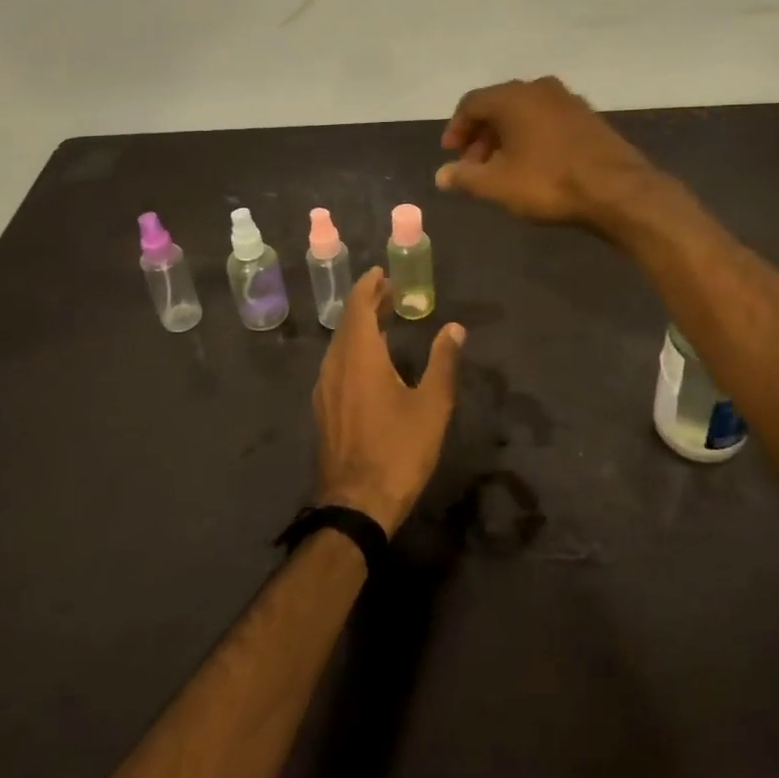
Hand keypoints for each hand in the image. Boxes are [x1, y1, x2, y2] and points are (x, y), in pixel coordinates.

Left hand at [312, 268, 462, 534]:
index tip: (382, 273)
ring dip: (360, 326)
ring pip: (340, 344)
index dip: (369, 286)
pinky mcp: (324, 409)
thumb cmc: (398, 451)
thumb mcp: (431, 406)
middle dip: (367, 303)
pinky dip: (353, 349)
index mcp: (359, 356)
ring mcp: (325, 388)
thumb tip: (454, 328)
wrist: (356, 504)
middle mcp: (335, 365)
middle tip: (390, 292)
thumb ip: (442, 362)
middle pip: (347, 322)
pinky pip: (336, 364)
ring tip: (383, 321)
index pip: (359, 306)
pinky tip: (369, 362)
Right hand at [435, 76, 658, 228]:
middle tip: (474, 165)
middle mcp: (539, 88)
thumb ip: (465, 177)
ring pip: (525, 113)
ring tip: (502, 168)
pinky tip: (533, 164)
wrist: (617, 189)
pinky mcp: (589, 117)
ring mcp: (568, 100)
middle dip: (481, 135)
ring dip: (507, 137)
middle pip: (498, 105)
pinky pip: (548, 120)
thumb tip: (441, 176)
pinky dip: (532, 137)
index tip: (451, 154)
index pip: (471, 103)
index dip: (456, 128)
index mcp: (512, 97)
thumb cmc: (548, 182)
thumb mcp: (497, 185)